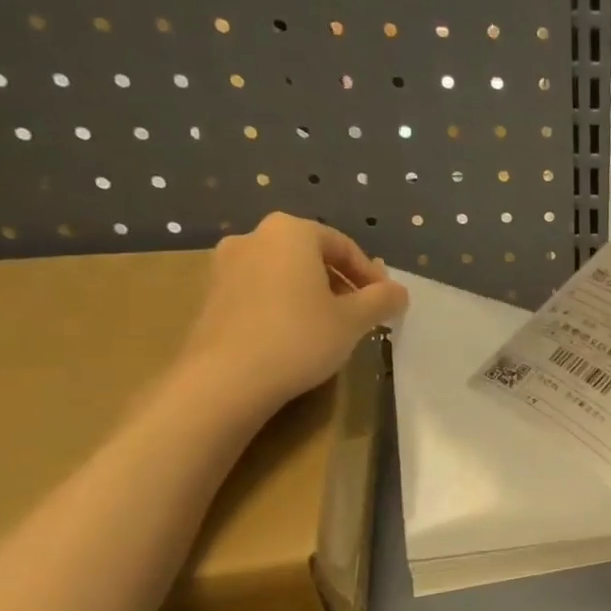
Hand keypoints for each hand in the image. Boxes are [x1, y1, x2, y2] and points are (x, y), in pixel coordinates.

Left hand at [177, 213, 408, 416]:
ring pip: (285, 273)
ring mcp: (225, 265)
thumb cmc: (300, 337)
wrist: (226, 379)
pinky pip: (261, 291)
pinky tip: (297, 336)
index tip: (386, 302)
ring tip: (332, 327)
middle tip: (362, 314)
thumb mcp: (355, 320)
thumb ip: (382, 299)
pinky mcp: (211, 295)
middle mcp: (253, 237)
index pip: (344, 245)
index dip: (371, 275)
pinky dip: (285, 305)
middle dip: (341, 282)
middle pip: (311, 256)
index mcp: (290, 232)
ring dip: (313, 294)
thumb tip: (399, 292)